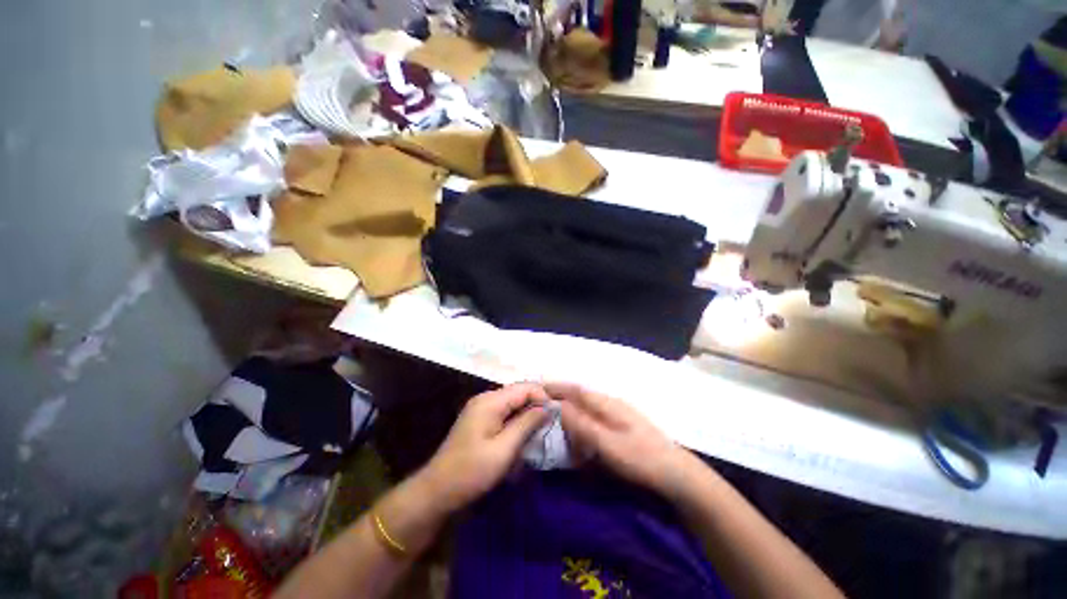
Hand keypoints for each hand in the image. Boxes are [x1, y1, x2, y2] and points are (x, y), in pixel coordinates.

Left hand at [419, 383, 549, 511]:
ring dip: (527, 415)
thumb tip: (548, 407)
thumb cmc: (471, 472)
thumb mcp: (504, 449)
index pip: (525, 387)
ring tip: (540, 432)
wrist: (437, 491)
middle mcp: (486, 398)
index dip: (543, 397)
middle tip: (551, 425)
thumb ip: (527, 424)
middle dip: (536, 406)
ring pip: (513, 403)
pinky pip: (505, 413)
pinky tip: (523, 437)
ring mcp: (481, 408)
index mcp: (490, 401)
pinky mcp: (480, 420)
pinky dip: (517, 422)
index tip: (557, 416)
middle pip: (519, 393)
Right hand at [550, 383, 693, 497]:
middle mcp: (611, 403)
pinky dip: (583, 420)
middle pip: (581, 395)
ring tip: (558, 419)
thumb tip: (560, 406)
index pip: (576, 389)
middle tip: (543, 405)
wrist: (675, 472)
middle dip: (562, 397)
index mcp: (607, 403)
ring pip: (588, 406)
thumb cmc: (640, 458)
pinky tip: (581, 432)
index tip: (538, 386)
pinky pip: (596, 417)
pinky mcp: (622, 425)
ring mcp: (618, 413)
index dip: (557, 386)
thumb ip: (583, 424)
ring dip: (572, 410)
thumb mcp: (607, 444)